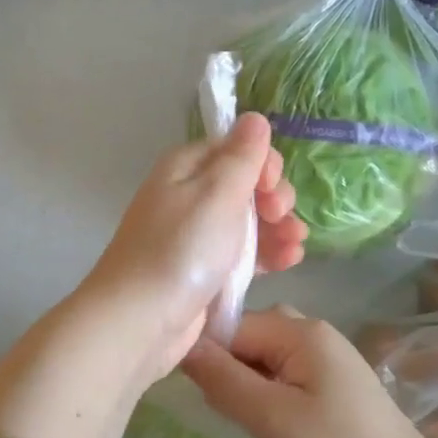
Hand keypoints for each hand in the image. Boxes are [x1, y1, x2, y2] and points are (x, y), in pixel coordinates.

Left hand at [77, 115, 306, 386]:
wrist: (140, 320)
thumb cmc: (181, 249)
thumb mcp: (217, 193)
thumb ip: (242, 156)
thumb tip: (254, 117)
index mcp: (187, 167)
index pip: (236, 148)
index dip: (263, 163)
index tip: (272, 186)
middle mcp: (190, 195)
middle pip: (245, 185)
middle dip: (274, 197)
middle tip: (282, 216)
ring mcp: (196, 235)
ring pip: (248, 221)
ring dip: (278, 228)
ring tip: (297, 244)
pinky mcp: (204, 271)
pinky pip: (243, 254)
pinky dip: (267, 254)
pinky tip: (291, 260)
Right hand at [181, 308, 437, 437]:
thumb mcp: (270, 418)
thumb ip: (223, 378)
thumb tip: (182, 343)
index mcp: (301, 331)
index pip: (233, 325)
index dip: (208, 355)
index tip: (195, 392)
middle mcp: (315, 333)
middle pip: (251, 335)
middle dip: (228, 368)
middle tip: (221, 410)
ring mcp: (328, 359)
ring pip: (266, 357)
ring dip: (247, 383)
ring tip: (244, 421)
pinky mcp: (334, 386)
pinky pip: (286, 374)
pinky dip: (268, 394)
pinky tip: (269, 425)